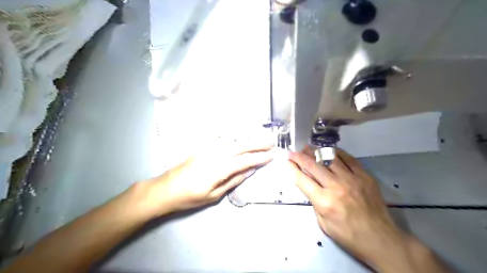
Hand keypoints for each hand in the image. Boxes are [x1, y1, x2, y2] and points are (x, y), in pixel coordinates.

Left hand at [139, 143, 273, 217]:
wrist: (165, 189)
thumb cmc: (190, 197)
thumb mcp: (214, 195)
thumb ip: (233, 180)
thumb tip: (250, 170)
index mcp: (220, 168)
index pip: (246, 160)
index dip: (260, 158)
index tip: (271, 156)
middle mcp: (216, 154)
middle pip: (241, 146)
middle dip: (257, 145)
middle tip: (270, 144)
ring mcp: (208, 149)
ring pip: (232, 141)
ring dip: (247, 139)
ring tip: (258, 140)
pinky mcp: (202, 148)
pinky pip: (220, 139)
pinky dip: (232, 138)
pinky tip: (237, 138)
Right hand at [286, 149, 407, 267]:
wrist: (380, 239)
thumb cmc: (348, 235)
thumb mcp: (323, 224)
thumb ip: (315, 202)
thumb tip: (311, 186)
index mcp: (324, 201)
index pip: (302, 179)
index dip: (292, 168)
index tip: (287, 160)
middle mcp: (336, 186)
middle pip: (313, 166)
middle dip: (300, 157)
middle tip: (293, 152)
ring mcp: (352, 179)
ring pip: (329, 158)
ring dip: (316, 152)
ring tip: (308, 148)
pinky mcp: (365, 176)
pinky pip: (349, 159)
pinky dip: (337, 153)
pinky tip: (329, 150)